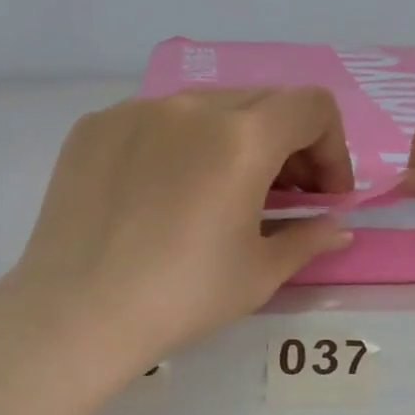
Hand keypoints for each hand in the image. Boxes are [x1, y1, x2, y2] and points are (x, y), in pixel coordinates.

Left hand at [0, 89, 352, 414]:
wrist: (76, 313)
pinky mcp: (94, 127)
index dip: (332, 148)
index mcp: (241, 138)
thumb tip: (338, 228)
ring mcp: (134, 111)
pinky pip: (153, 121)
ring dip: (230, 140)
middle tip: (281, 196)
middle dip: (286, 144)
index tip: (323, 195)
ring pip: (204, 107)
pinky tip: (161, 194)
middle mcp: (189, 106)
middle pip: (261, 102)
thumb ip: (308, 239)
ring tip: (218, 193)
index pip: (311, 107)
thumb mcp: (258, 274)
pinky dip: (176, 145)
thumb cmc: (181, 298)